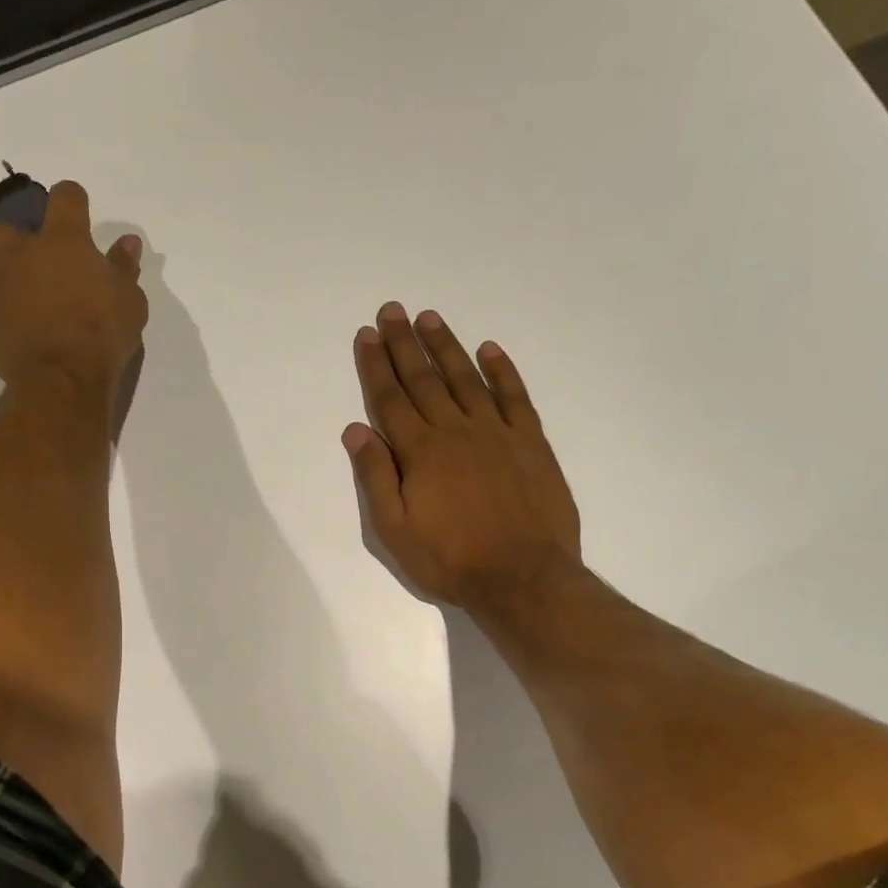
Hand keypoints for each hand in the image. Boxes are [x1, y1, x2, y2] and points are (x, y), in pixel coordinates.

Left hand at [0, 180, 147, 396]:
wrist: (64, 377)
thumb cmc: (103, 334)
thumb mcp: (130, 301)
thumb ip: (124, 268)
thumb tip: (128, 242)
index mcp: (62, 242)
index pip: (65, 198)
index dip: (71, 200)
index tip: (77, 209)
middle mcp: (19, 255)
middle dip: (3, 236)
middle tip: (22, 256)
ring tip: (2, 287)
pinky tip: (1, 327)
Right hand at [344, 303, 583, 618]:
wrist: (523, 577)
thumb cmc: (450, 559)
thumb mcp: (394, 529)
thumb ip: (375, 476)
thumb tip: (356, 429)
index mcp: (421, 452)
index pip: (391, 399)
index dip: (377, 365)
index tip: (368, 335)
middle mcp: (456, 431)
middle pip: (425, 379)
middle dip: (405, 344)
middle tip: (393, 310)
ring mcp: (497, 433)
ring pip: (466, 379)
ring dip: (447, 347)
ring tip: (430, 319)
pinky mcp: (531, 443)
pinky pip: (515, 397)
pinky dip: (502, 371)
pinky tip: (490, 350)